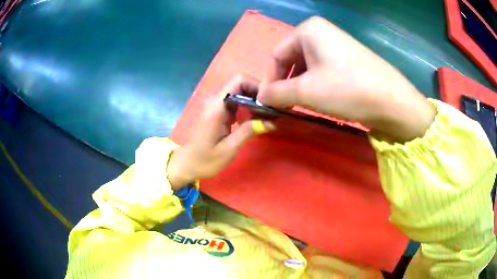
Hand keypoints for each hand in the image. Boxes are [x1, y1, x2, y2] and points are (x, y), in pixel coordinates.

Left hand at [167, 75, 274, 189]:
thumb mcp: (228, 149)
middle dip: (258, 93)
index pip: (239, 81)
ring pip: (240, 92)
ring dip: (254, 100)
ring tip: (267, 115)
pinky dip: (248, 106)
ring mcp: (217, 106)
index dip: (257, 86)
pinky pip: (236, 102)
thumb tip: (272, 121)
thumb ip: (248, 132)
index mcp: (217, 107)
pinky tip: (255, 119)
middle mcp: (216, 101)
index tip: (270, 102)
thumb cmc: (205, 160)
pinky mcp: (219, 112)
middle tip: (271, 110)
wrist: (187, 164)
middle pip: (241, 84)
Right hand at [258, 17, 434, 141]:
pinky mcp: (349, 59)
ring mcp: (337, 44)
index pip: (276, 56)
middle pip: (292, 60)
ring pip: (307, 67)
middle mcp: (322, 32)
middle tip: (287, 106)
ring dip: (301, 87)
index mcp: (308, 30)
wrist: (392, 101)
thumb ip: (276, 93)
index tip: (269, 103)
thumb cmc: (347, 89)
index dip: (270, 81)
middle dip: (287, 84)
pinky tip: (323, 99)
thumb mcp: (305, 92)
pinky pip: (323, 70)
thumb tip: (261, 97)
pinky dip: (317, 85)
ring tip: (305, 105)